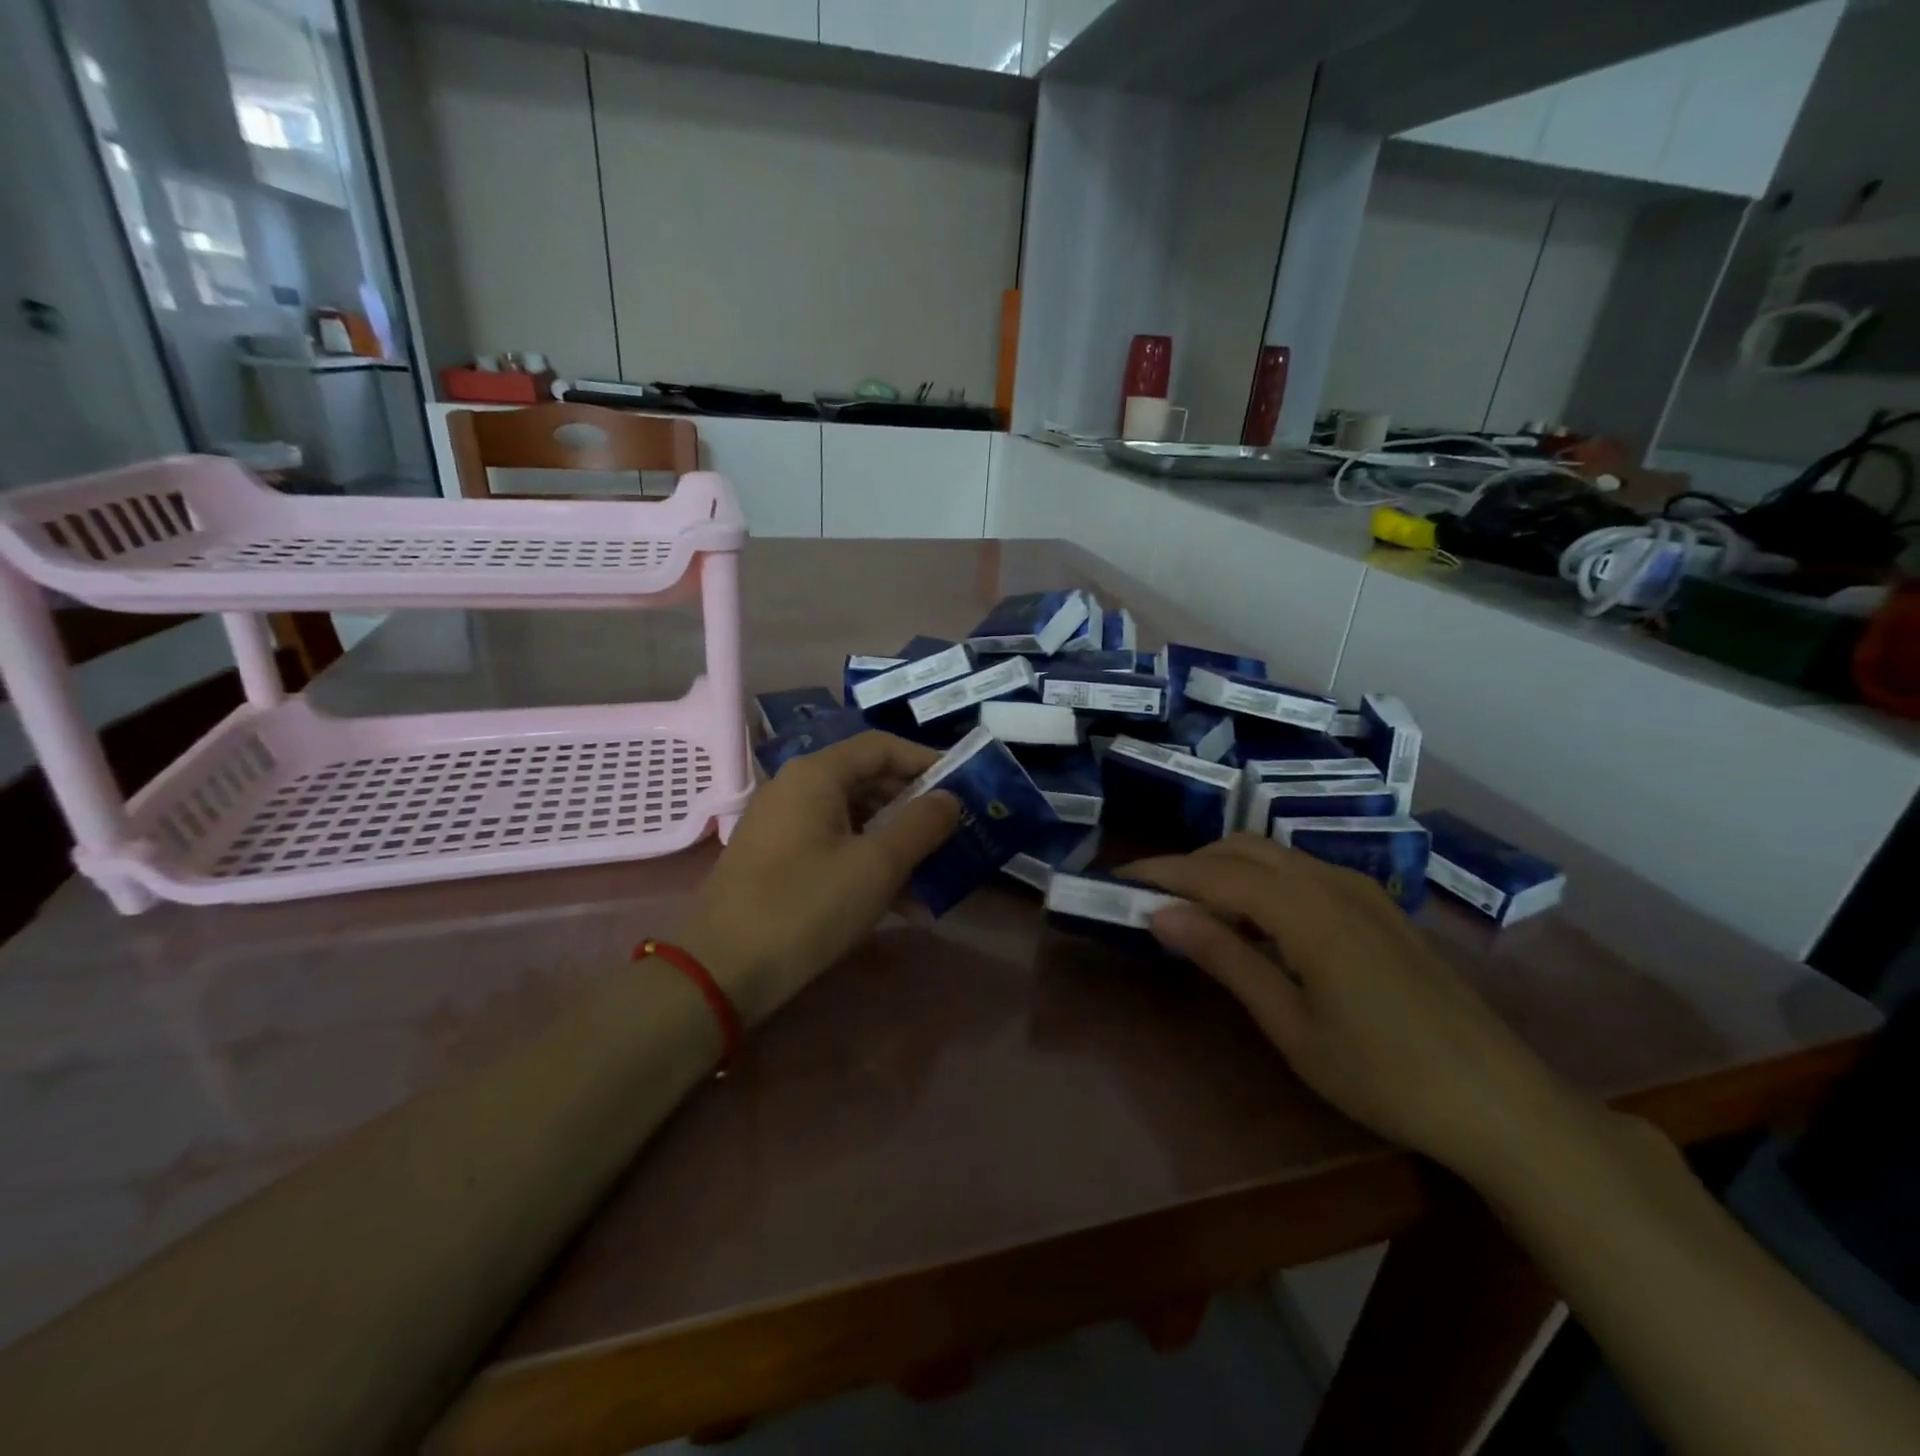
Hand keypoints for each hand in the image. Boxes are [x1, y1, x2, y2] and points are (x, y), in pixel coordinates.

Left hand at [677, 732, 958, 1026]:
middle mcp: (796, 789)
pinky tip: (901, 905)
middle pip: (868, 781)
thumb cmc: (805, 907)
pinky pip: (834, 847)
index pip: (882, 747)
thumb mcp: (876, 866)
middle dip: (915, 808)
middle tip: (955, 832)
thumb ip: (921, 825)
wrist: (720, 972)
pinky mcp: (778, 860)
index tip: (964, 785)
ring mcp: (783, 826)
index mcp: (817, 775)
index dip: (926, 761)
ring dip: (896, 843)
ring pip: (854, 820)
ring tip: (936, 876)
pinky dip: (867, 864)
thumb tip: (949, 798)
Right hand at [1126, 834, 1586, 1181]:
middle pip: (1242, 849)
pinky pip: (1302, 872)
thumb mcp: (1292, 1025)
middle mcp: (1331, 883)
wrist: (1501, 1102)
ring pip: (1273, 855)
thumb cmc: (1385, 1076)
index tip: (1118, 878)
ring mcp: (1361, 890)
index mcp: (1307, 911)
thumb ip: (1226, 959)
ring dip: (1225, 869)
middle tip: (1153, 901)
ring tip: (1195, 911)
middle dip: (1190, 864)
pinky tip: (1256, 923)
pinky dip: (1261, 880)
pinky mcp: (1377, 906)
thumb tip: (1160, 914)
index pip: (1215, 872)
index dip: (1162, 871)